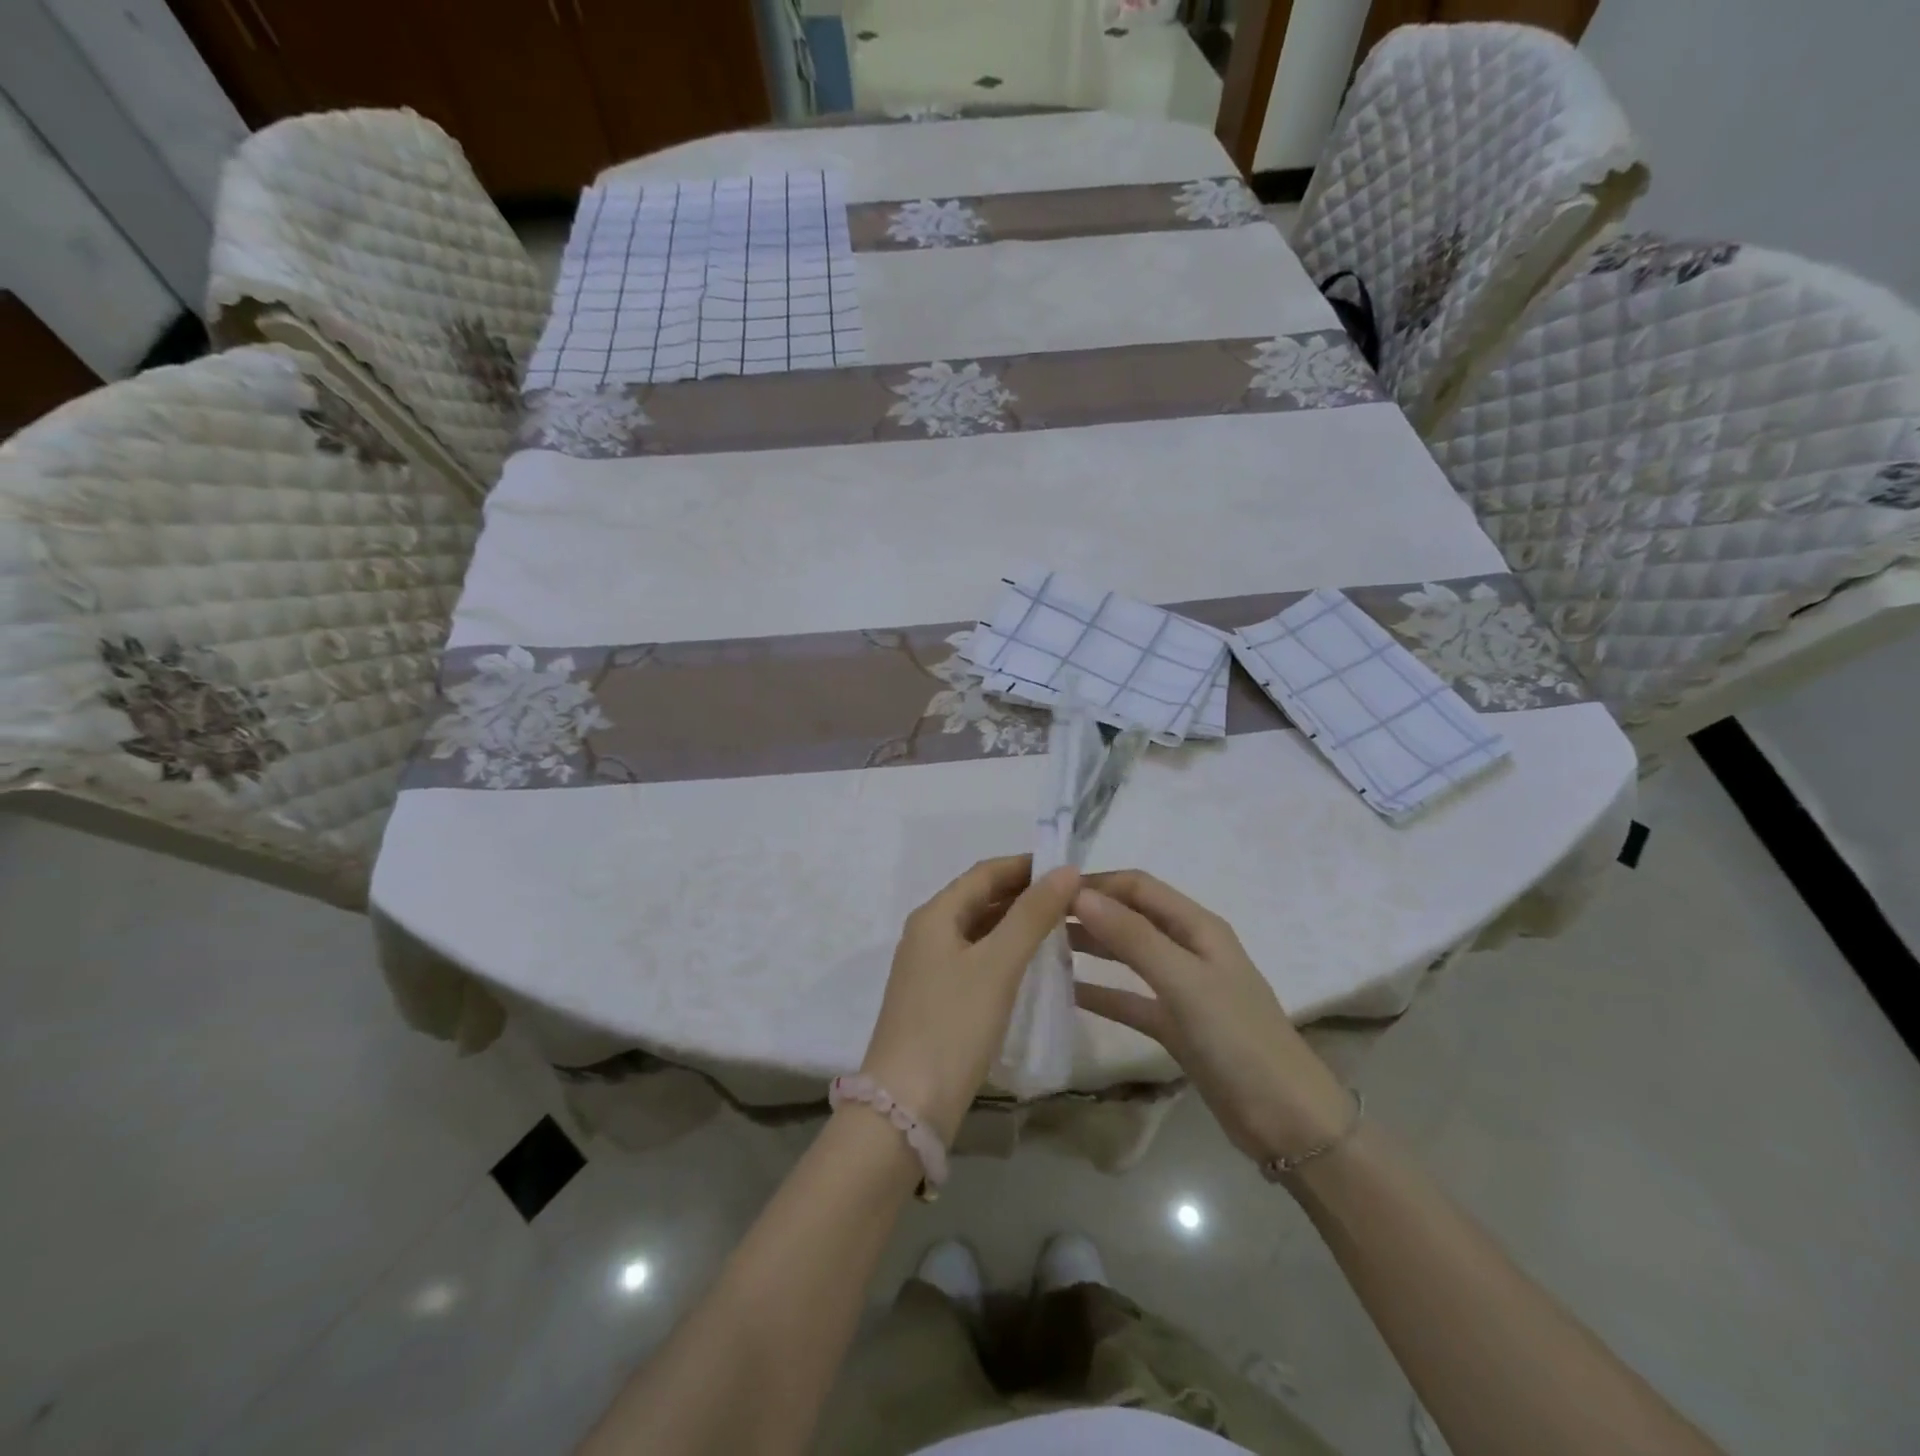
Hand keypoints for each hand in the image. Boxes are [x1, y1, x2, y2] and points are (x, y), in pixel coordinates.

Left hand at [860, 856, 1080, 1142]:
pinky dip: (1006, 953)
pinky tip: (1033, 966)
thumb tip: (1066, 869)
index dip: (1027, 865)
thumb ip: (1032, 915)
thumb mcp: (998, 965)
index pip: (985, 872)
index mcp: (935, 915)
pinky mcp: (937, 1000)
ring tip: (1063, 926)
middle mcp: (928, 933)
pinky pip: (977, 960)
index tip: (1070, 867)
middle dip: (1025, 894)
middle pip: (981, 899)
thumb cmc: (953, 1025)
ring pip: (980, 930)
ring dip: (1017, 923)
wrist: (907, 1105)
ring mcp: (930, 968)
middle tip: (1074, 898)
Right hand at [1071, 870, 1352, 1168]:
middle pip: (1130, 917)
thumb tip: (1079, 894)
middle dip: (1088, 912)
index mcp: (1198, 926)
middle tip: (1035, 918)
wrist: (1287, 1121)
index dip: (1095, 883)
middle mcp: (1188, 948)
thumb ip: (1133, 937)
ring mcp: (1181, 988)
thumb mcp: (1184, 982)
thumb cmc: (1238, 1039)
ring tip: (1042, 946)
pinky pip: (1129, 998)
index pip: (1138, 887)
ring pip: (1127, 955)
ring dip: (1090, 946)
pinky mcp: (1175, 1025)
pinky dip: (1100, 992)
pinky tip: (1066, 992)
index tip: (1047, 890)